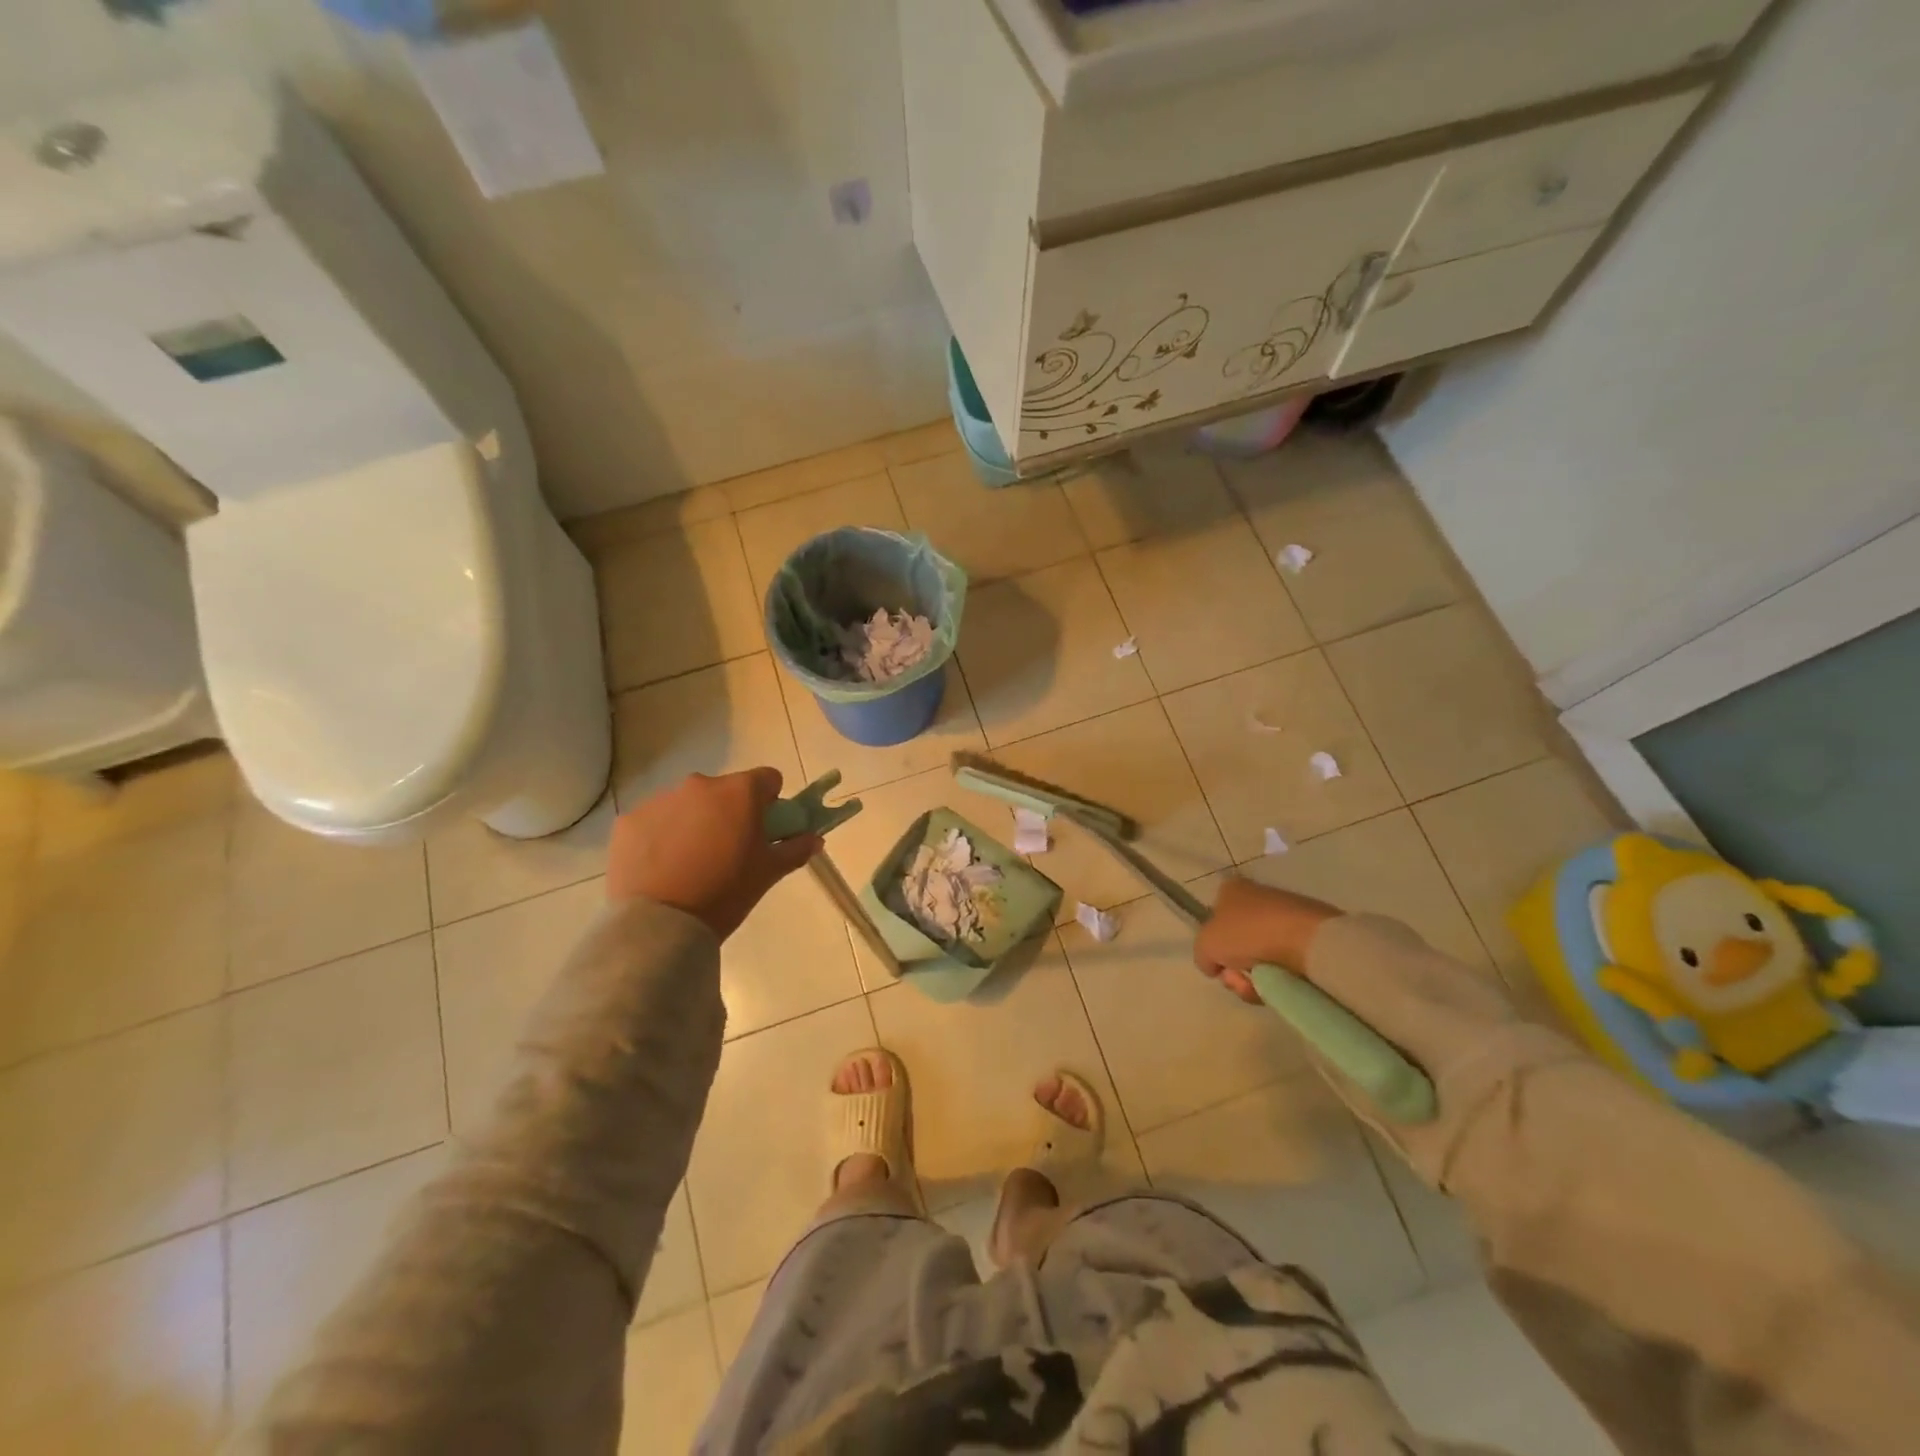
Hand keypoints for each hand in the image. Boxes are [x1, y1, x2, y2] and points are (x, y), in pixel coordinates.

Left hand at [607, 769, 820, 938]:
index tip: (765, 829)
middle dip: (730, 813)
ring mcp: (660, 801)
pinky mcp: (628, 821)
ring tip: (691, 865)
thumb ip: (795, 849)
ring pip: (688, 805)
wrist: (661, 924)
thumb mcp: (768, 873)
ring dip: (695, 823)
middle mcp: (699, 785)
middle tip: (728, 852)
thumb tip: (814, 839)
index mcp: (739, 792)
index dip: (771, 803)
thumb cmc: (726, 893)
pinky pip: (654, 822)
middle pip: (725, 791)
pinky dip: (661, 837)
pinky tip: (662, 869)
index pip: (768, 779)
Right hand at [1194, 876, 1341, 1004]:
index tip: (1219, 963)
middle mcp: (1258, 898)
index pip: (1214, 916)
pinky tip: (1281, 985)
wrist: (1308, 941)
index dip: (1213, 944)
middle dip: (1234, 968)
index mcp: (1232, 890)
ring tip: (1260, 987)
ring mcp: (1286, 918)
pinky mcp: (1309, 938)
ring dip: (1254, 979)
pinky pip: (1285, 964)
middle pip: (1237, 943)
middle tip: (1238, 980)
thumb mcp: (1206, 944)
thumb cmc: (1248, 933)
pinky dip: (1280, 979)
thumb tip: (1214, 965)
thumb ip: (1202, 955)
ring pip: (1260, 957)